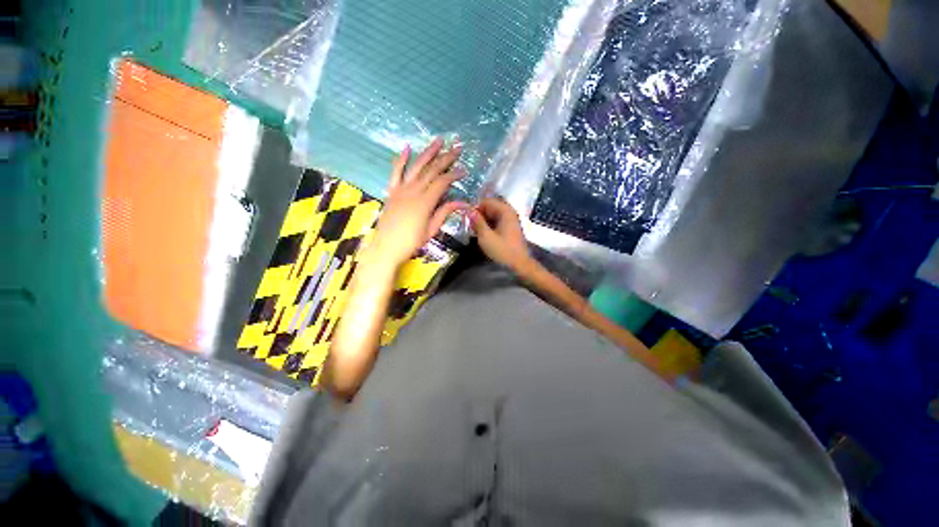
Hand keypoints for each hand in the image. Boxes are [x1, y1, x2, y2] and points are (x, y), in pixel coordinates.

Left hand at [370, 138, 468, 265]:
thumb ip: (445, 213)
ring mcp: (401, 189)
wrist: (386, 247)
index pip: (442, 182)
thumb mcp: (431, 230)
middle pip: (431, 170)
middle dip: (445, 158)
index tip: (464, 170)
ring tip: (438, 141)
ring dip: (428, 152)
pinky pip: (396, 172)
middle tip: (457, 147)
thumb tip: (463, 203)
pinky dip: (401, 159)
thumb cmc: (411, 242)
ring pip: (416, 167)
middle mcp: (413, 191)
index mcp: (425, 202)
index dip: (454, 175)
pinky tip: (407, 147)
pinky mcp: (392, 191)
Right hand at [469, 198, 532, 273]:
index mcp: (505, 211)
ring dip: (483, 220)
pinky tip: (483, 234)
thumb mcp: (486, 237)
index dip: (475, 207)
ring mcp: (511, 220)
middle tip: (469, 225)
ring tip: (474, 230)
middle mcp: (509, 212)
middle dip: (479, 214)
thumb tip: (469, 211)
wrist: (519, 264)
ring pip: (493, 215)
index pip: (487, 201)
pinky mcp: (510, 228)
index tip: (466, 218)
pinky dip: (489, 225)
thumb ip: (477, 222)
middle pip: (490, 207)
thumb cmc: (502, 250)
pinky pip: (497, 221)